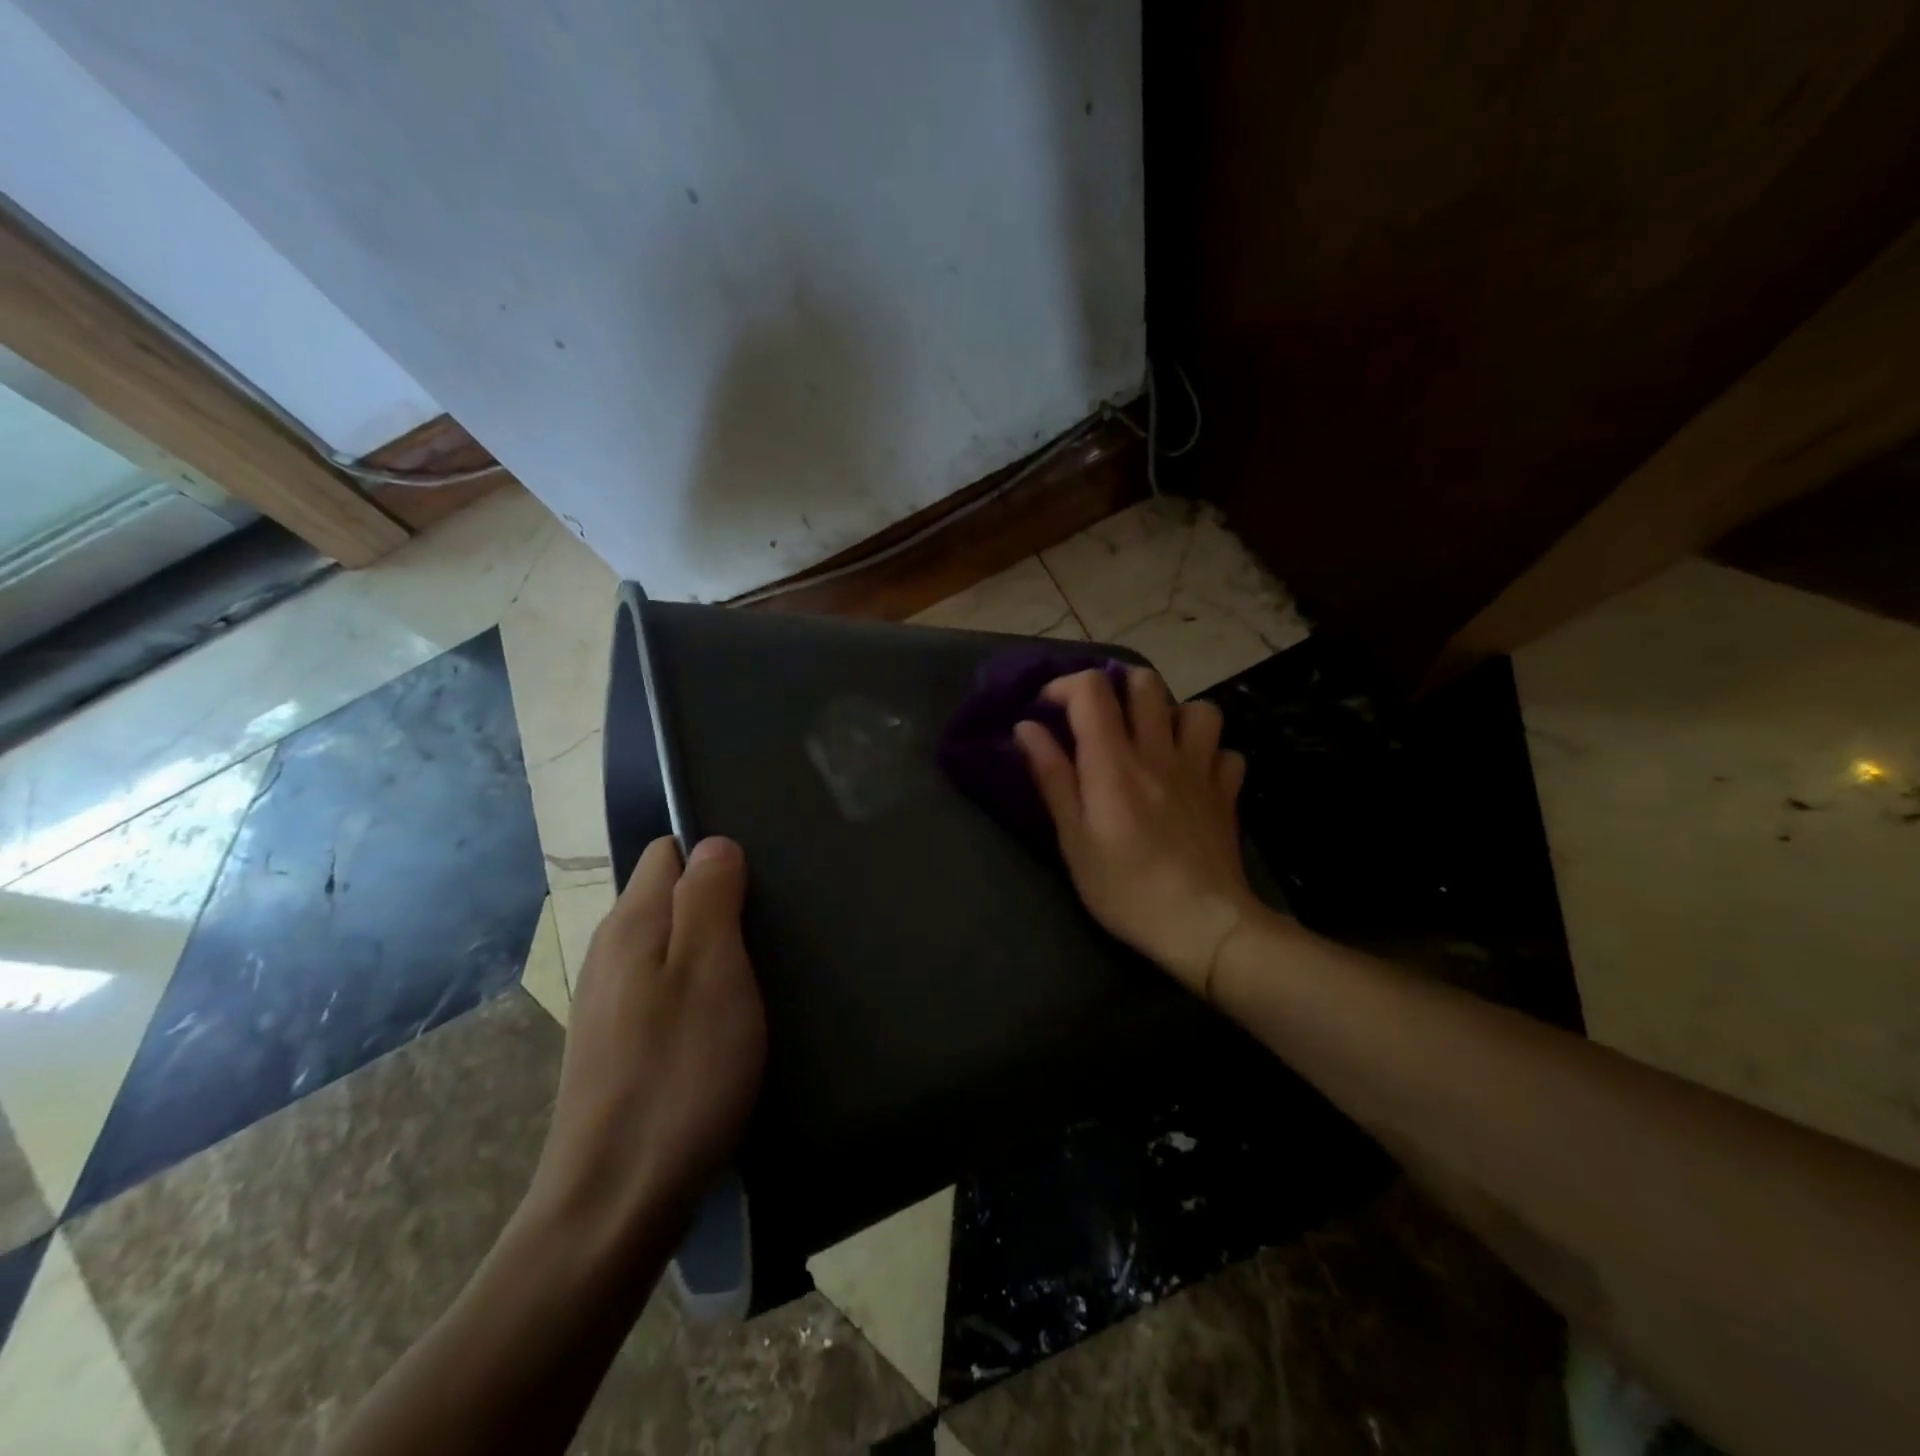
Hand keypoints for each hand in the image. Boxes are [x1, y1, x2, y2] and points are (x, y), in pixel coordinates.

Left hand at [528, 836, 766, 1241]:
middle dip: (717, 898)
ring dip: (710, 945)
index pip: (667, 851)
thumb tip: (713, 842)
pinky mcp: (614, 1045)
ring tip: (758, 970)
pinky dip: (695, 987)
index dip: (714, 853)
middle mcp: (609, 951)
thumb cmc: (679, 1074)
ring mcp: (607, 1002)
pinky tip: (724, 1020)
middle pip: (666, 895)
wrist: (614, 1204)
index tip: (761, 881)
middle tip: (772, 927)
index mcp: (631, 923)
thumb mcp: (711, 972)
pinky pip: (660, 987)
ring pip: (665, 943)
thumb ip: (709, 897)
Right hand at [1015, 667, 1258, 997]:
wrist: (1201, 924)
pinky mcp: (1226, 792)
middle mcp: (1159, 752)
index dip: (1065, 686)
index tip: (1048, 710)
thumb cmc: (1124, 888)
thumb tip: (1027, 728)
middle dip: (1117, 686)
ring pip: (1197, 708)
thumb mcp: (1073, 839)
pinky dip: (1208, 753)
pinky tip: (1193, 774)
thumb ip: (1052, 777)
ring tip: (1154, 739)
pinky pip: (1226, 752)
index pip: (1092, 690)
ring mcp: (1200, 769)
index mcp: (1114, 762)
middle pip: (1145, 683)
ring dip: (1172, 714)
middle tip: (1101, 715)